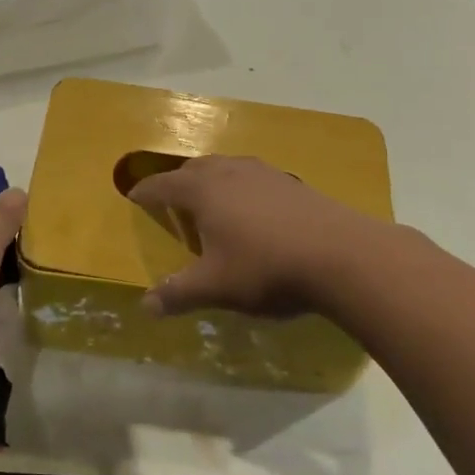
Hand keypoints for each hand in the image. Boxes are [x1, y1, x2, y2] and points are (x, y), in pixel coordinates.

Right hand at [127, 156, 392, 319]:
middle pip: (194, 168)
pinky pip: (253, 178)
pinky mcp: (292, 182)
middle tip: (171, 199)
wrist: (341, 254)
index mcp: (203, 190)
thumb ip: (178, 293)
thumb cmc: (266, 267)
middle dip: (178, 181)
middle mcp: (230, 171)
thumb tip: (145, 306)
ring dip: (212, 180)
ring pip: (227, 168)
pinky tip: (253, 210)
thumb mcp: (216, 286)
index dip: (145, 192)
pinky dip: (241, 188)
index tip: (133, 197)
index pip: (163, 185)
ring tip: (210, 201)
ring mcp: (264, 173)